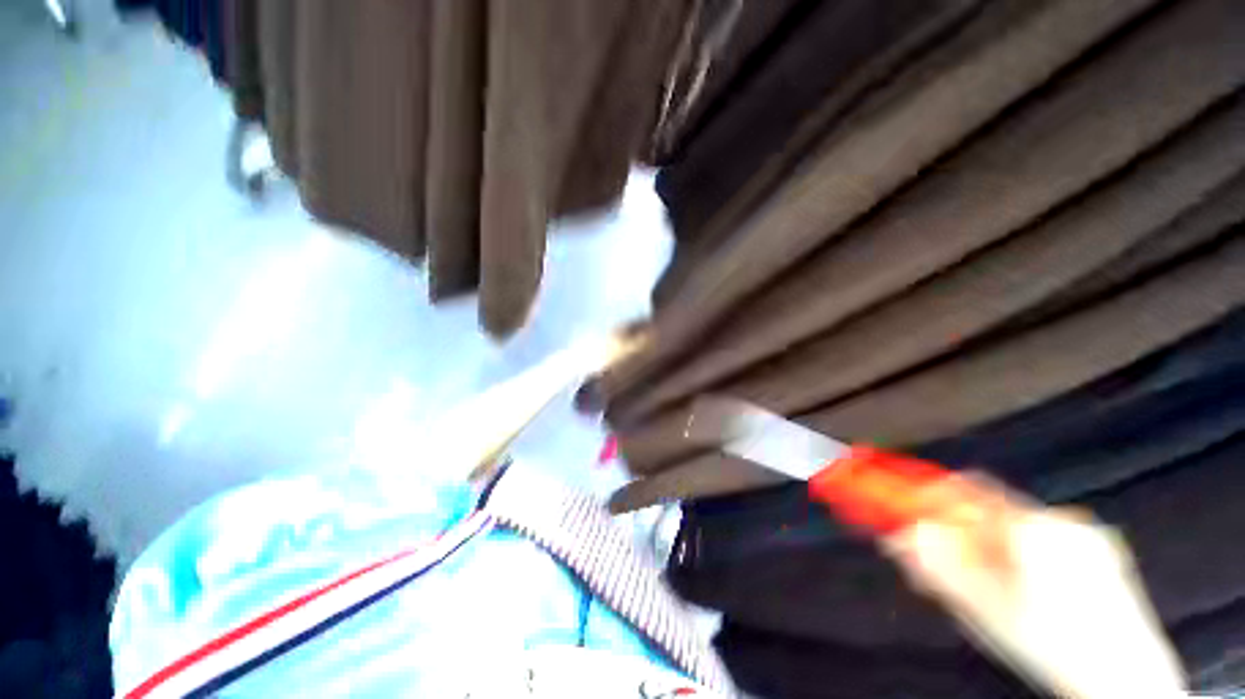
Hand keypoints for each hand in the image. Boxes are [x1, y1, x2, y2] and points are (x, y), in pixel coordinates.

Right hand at [883, 475, 1186, 698]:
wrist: (1124, 680)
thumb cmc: (1054, 649)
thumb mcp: (981, 610)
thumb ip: (935, 564)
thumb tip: (899, 534)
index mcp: (1031, 528)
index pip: (963, 488)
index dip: (927, 492)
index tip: (902, 499)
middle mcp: (1059, 520)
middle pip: (988, 507)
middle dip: (958, 528)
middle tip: (943, 557)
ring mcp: (1086, 533)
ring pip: (1016, 524)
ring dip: (991, 545)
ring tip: (989, 585)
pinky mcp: (1101, 549)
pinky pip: (1045, 537)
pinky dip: (1022, 553)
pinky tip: (1026, 588)